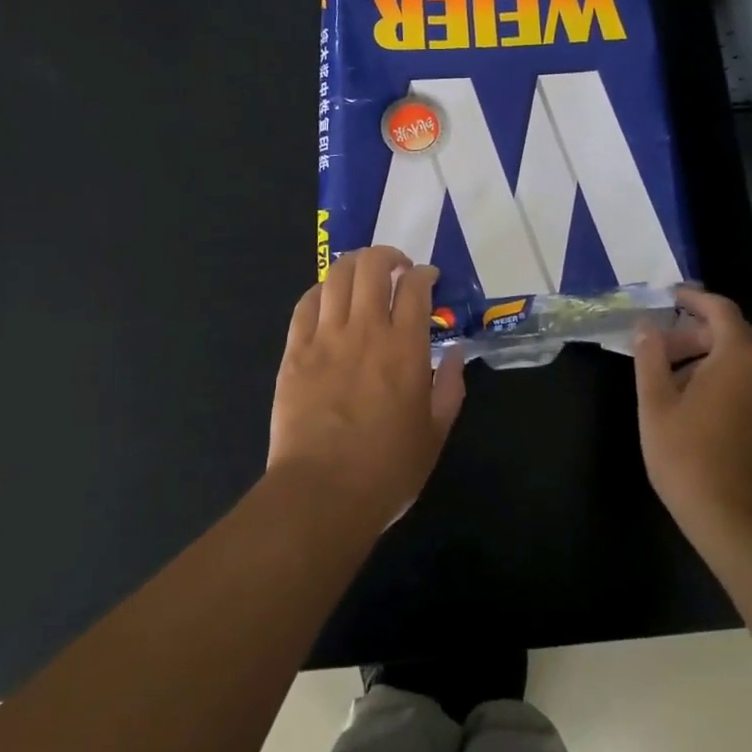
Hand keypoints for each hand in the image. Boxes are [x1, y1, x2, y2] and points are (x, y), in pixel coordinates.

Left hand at [269, 245, 467, 531]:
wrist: (321, 494)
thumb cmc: (387, 469)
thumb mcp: (435, 433)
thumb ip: (451, 387)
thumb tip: (455, 353)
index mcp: (405, 348)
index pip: (415, 287)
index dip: (424, 274)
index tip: (428, 279)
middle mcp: (365, 331)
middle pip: (372, 267)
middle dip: (388, 256)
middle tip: (396, 268)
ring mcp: (325, 338)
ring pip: (336, 277)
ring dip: (354, 265)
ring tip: (363, 274)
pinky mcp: (295, 353)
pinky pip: (305, 305)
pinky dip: (320, 291)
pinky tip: (328, 297)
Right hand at [632, 287, 751, 541]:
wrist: (742, 524)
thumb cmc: (690, 458)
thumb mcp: (656, 405)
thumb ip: (650, 357)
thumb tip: (648, 325)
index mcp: (738, 356)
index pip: (721, 309)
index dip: (694, 298)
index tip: (669, 297)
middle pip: (732, 334)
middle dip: (694, 333)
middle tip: (658, 347)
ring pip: (740, 362)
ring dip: (706, 359)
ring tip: (669, 381)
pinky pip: (749, 386)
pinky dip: (722, 381)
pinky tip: (695, 409)